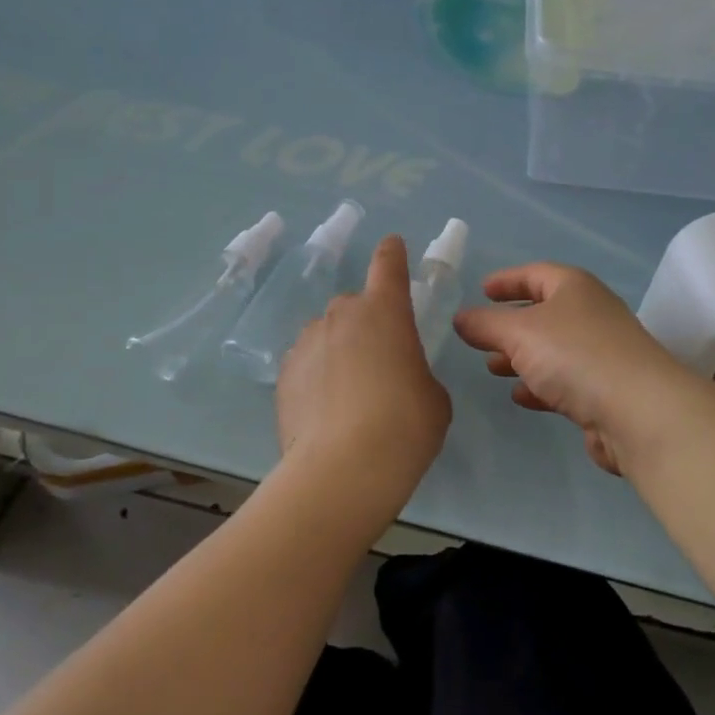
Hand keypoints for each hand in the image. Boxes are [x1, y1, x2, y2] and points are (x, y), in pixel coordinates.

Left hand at [275, 235, 450, 519]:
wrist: (343, 469)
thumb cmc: (405, 424)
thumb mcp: (431, 396)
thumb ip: (414, 372)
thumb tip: (396, 378)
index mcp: (385, 310)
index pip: (388, 264)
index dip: (392, 253)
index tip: (392, 246)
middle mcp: (342, 314)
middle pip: (355, 306)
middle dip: (367, 324)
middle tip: (379, 363)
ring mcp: (307, 342)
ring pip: (327, 335)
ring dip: (338, 351)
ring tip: (348, 396)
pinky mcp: (283, 374)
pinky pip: (306, 363)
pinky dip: (316, 377)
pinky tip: (324, 411)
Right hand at [454, 263, 696, 475]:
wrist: (640, 412)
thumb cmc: (575, 355)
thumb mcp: (519, 333)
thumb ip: (486, 325)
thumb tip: (460, 318)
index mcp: (575, 288)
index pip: (535, 273)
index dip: (507, 280)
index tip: (481, 290)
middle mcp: (592, 314)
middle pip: (544, 312)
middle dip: (510, 325)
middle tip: (481, 336)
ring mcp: (602, 353)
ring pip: (553, 349)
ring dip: (522, 357)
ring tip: (493, 368)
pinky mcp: (607, 390)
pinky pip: (566, 380)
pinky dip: (541, 384)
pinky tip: (522, 397)